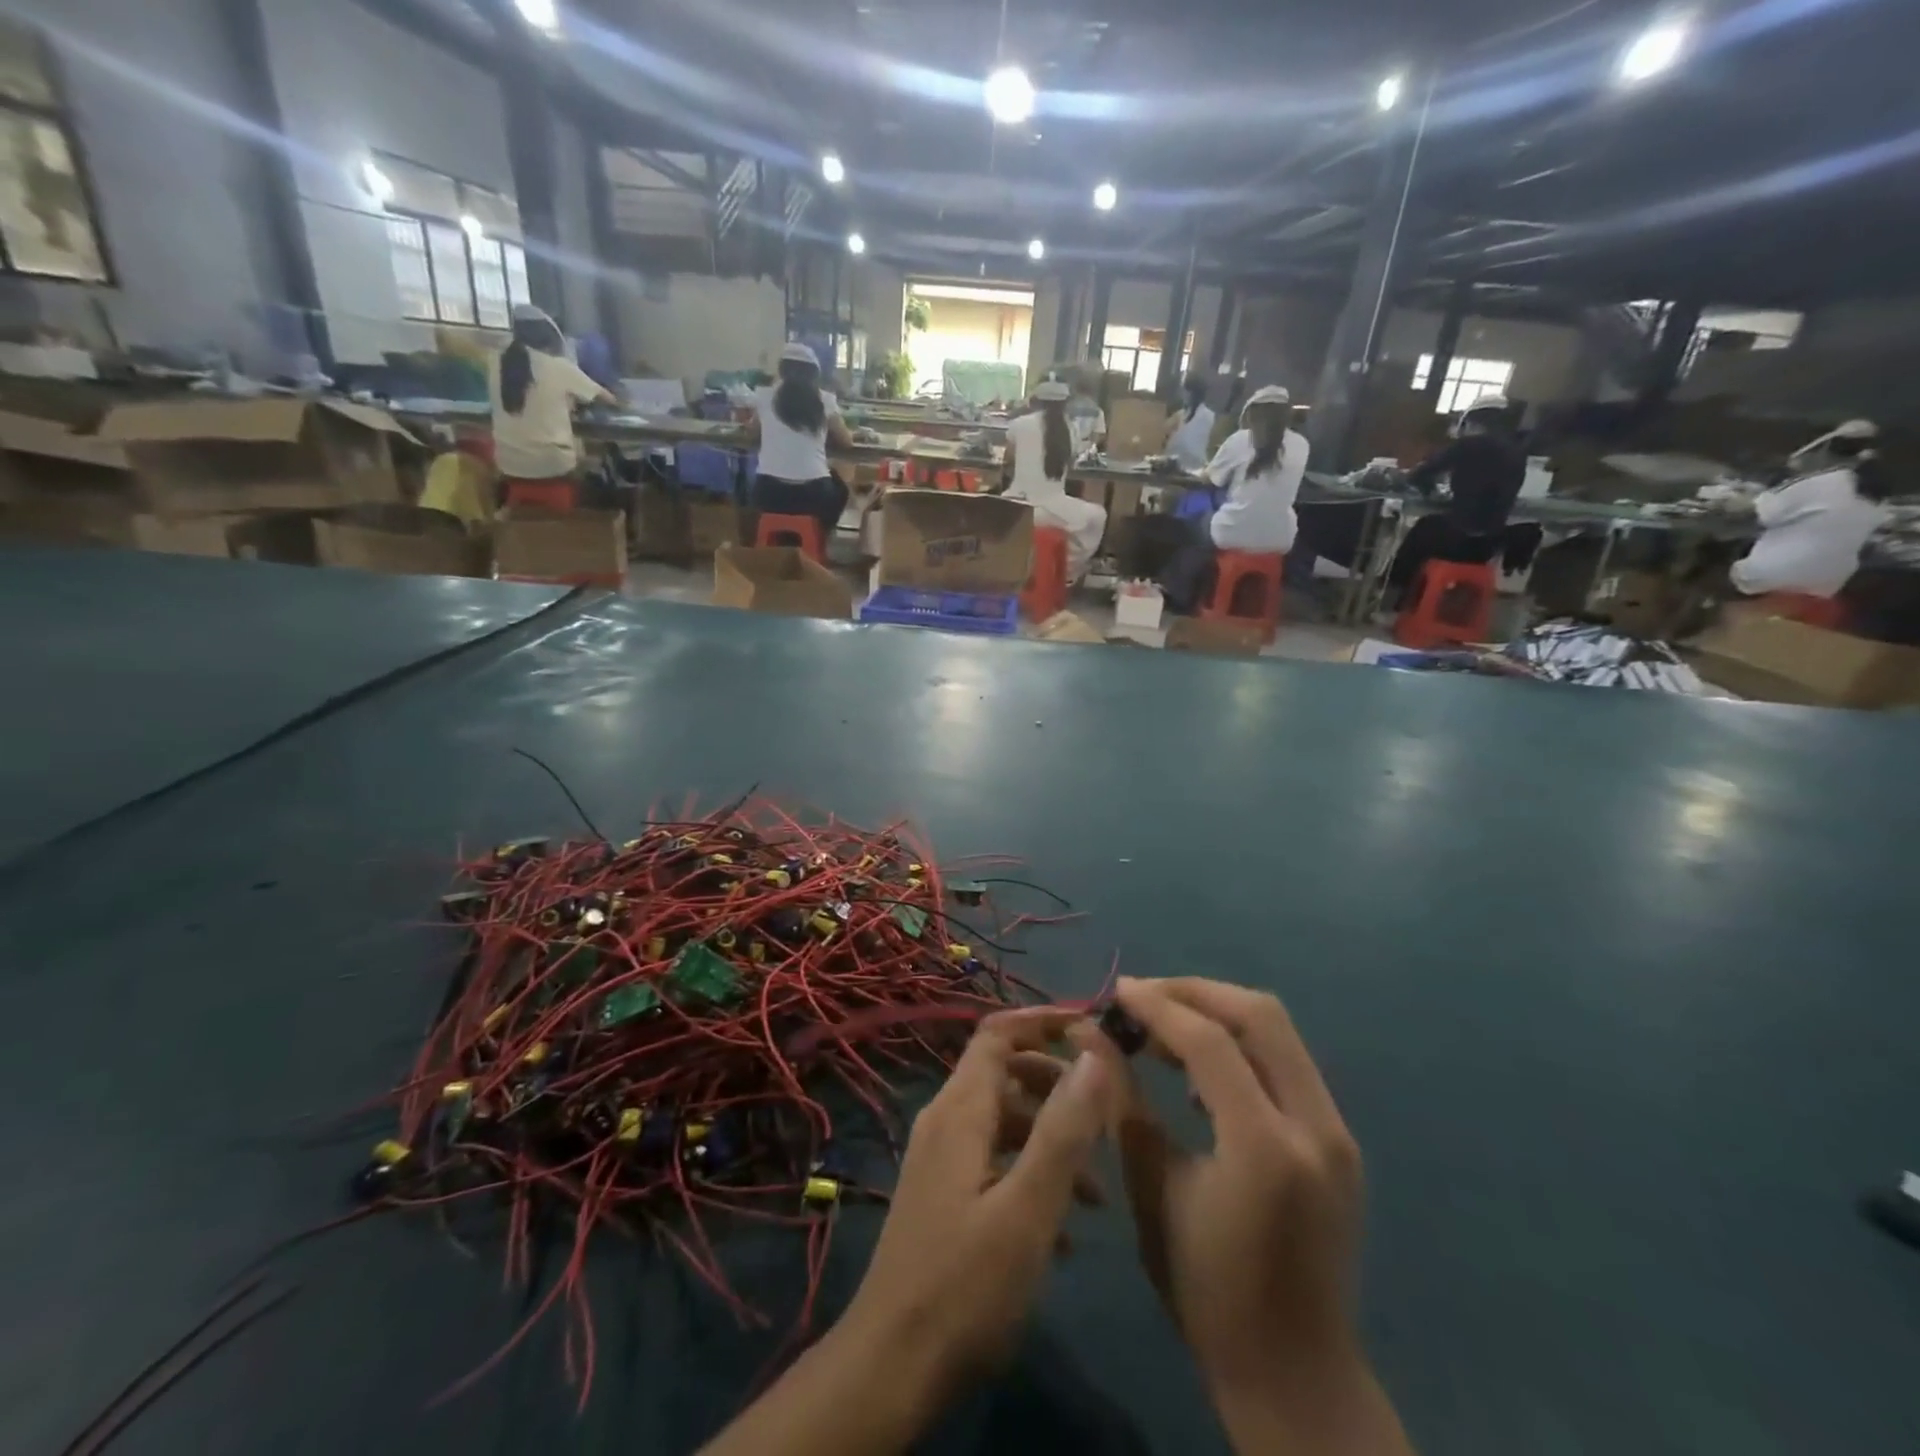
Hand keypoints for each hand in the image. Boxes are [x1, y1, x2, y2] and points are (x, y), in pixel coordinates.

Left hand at [839, 1008, 1113, 1402]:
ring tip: (1097, 1190)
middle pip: (1004, 1072)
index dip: (1042, 1021)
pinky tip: (1062, 1228)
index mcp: (960, 1110)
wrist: (892, 1366)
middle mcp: (945, 1121)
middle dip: (1056, 1083)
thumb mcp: (1028, 1208)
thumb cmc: (965, 1285)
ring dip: (1049, 1137)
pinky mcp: (943, 1194)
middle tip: (1105, 1114)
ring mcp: (940, 1159)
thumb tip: (1093, 1055)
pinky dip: (1029, 1171)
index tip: (1090, 1028)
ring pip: (1002, 1120)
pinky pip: (993, 1159)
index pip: (997, 1032)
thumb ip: (1062, 1130)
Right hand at [1110, 978, 1408, 1453]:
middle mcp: (1314, 1127)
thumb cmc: (1206, 1290)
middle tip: (1142, 998)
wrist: (1295, 1372)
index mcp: (1264, 1147)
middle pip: (1259, 1015)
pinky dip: (1241, 1045)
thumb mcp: (1152, 1189)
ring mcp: (1336, 1131)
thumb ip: (1122, 1100)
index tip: (1116, 992)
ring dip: (1218, 1013)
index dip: (1158, 1006)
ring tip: (1163, 1025)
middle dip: (1195, 993)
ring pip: (1278, 1031)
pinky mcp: (1339, 1139)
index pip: (1209, 1042)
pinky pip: (1286, 1062)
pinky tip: (1200, 1068)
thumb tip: (1089, 1035)